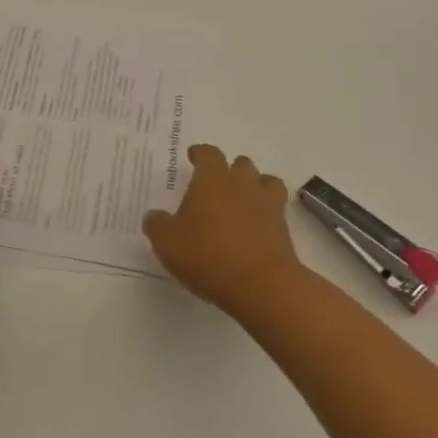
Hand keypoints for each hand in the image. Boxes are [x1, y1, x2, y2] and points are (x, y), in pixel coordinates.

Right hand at [143, 144, 303, 311]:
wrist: (261, 284)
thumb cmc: (207, 255)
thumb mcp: (168, 243)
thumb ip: (157, 225)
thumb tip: (154, 216)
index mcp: (211, 179)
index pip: (208, 153)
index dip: (200, 153)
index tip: (193, 157)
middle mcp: (241, 183)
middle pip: (240, 163)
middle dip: (229, 170)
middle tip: (216, 185)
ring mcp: (266, 204)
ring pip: (265, 181)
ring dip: (254, 186)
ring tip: (243, 201)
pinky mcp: (283, 228)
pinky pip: (276, 210)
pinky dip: (267, 213)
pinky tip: (256, 227)